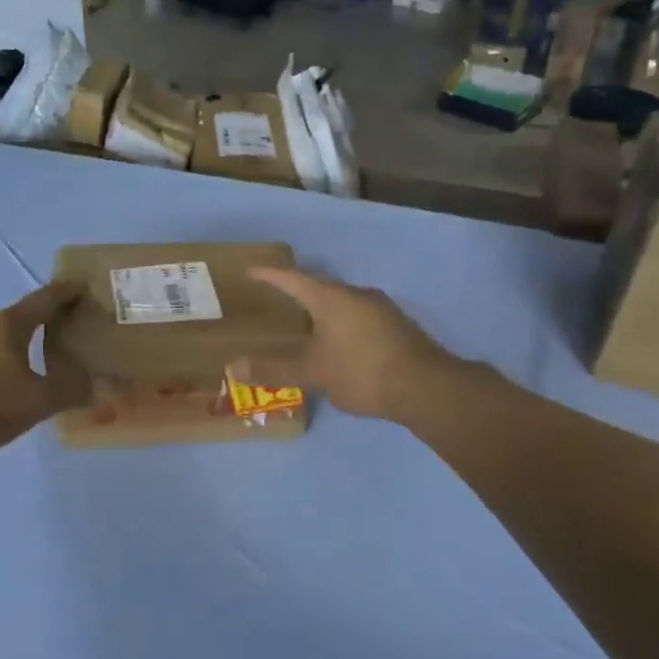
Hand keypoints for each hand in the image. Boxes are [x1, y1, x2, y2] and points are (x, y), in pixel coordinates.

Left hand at [0, 282, 91, 457]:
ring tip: (4, 364)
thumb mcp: (38, 402)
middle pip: (2, 313)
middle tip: (35, 334)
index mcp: (7, 326)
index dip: (64, 293)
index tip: (78, 286)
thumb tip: (91, 383)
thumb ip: (68, 390)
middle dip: (20, 320)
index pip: (43, 301)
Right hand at [250, 267, 465, 424]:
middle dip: (297, 294)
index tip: (251, 271)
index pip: (292, 279)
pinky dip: (341, 327)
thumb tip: (233, 367)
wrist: (425, 387)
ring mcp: (381, 309)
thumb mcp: (313, 373)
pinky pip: (359, 319)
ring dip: (322, 312)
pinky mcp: (397, 327)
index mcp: (331, 298)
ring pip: (342, 304)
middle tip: (276, 302)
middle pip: (320, 288)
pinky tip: (338, 347)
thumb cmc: (361, 372)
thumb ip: (274, 370)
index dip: (270, 275)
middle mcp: (357, 295)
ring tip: (305, 326)